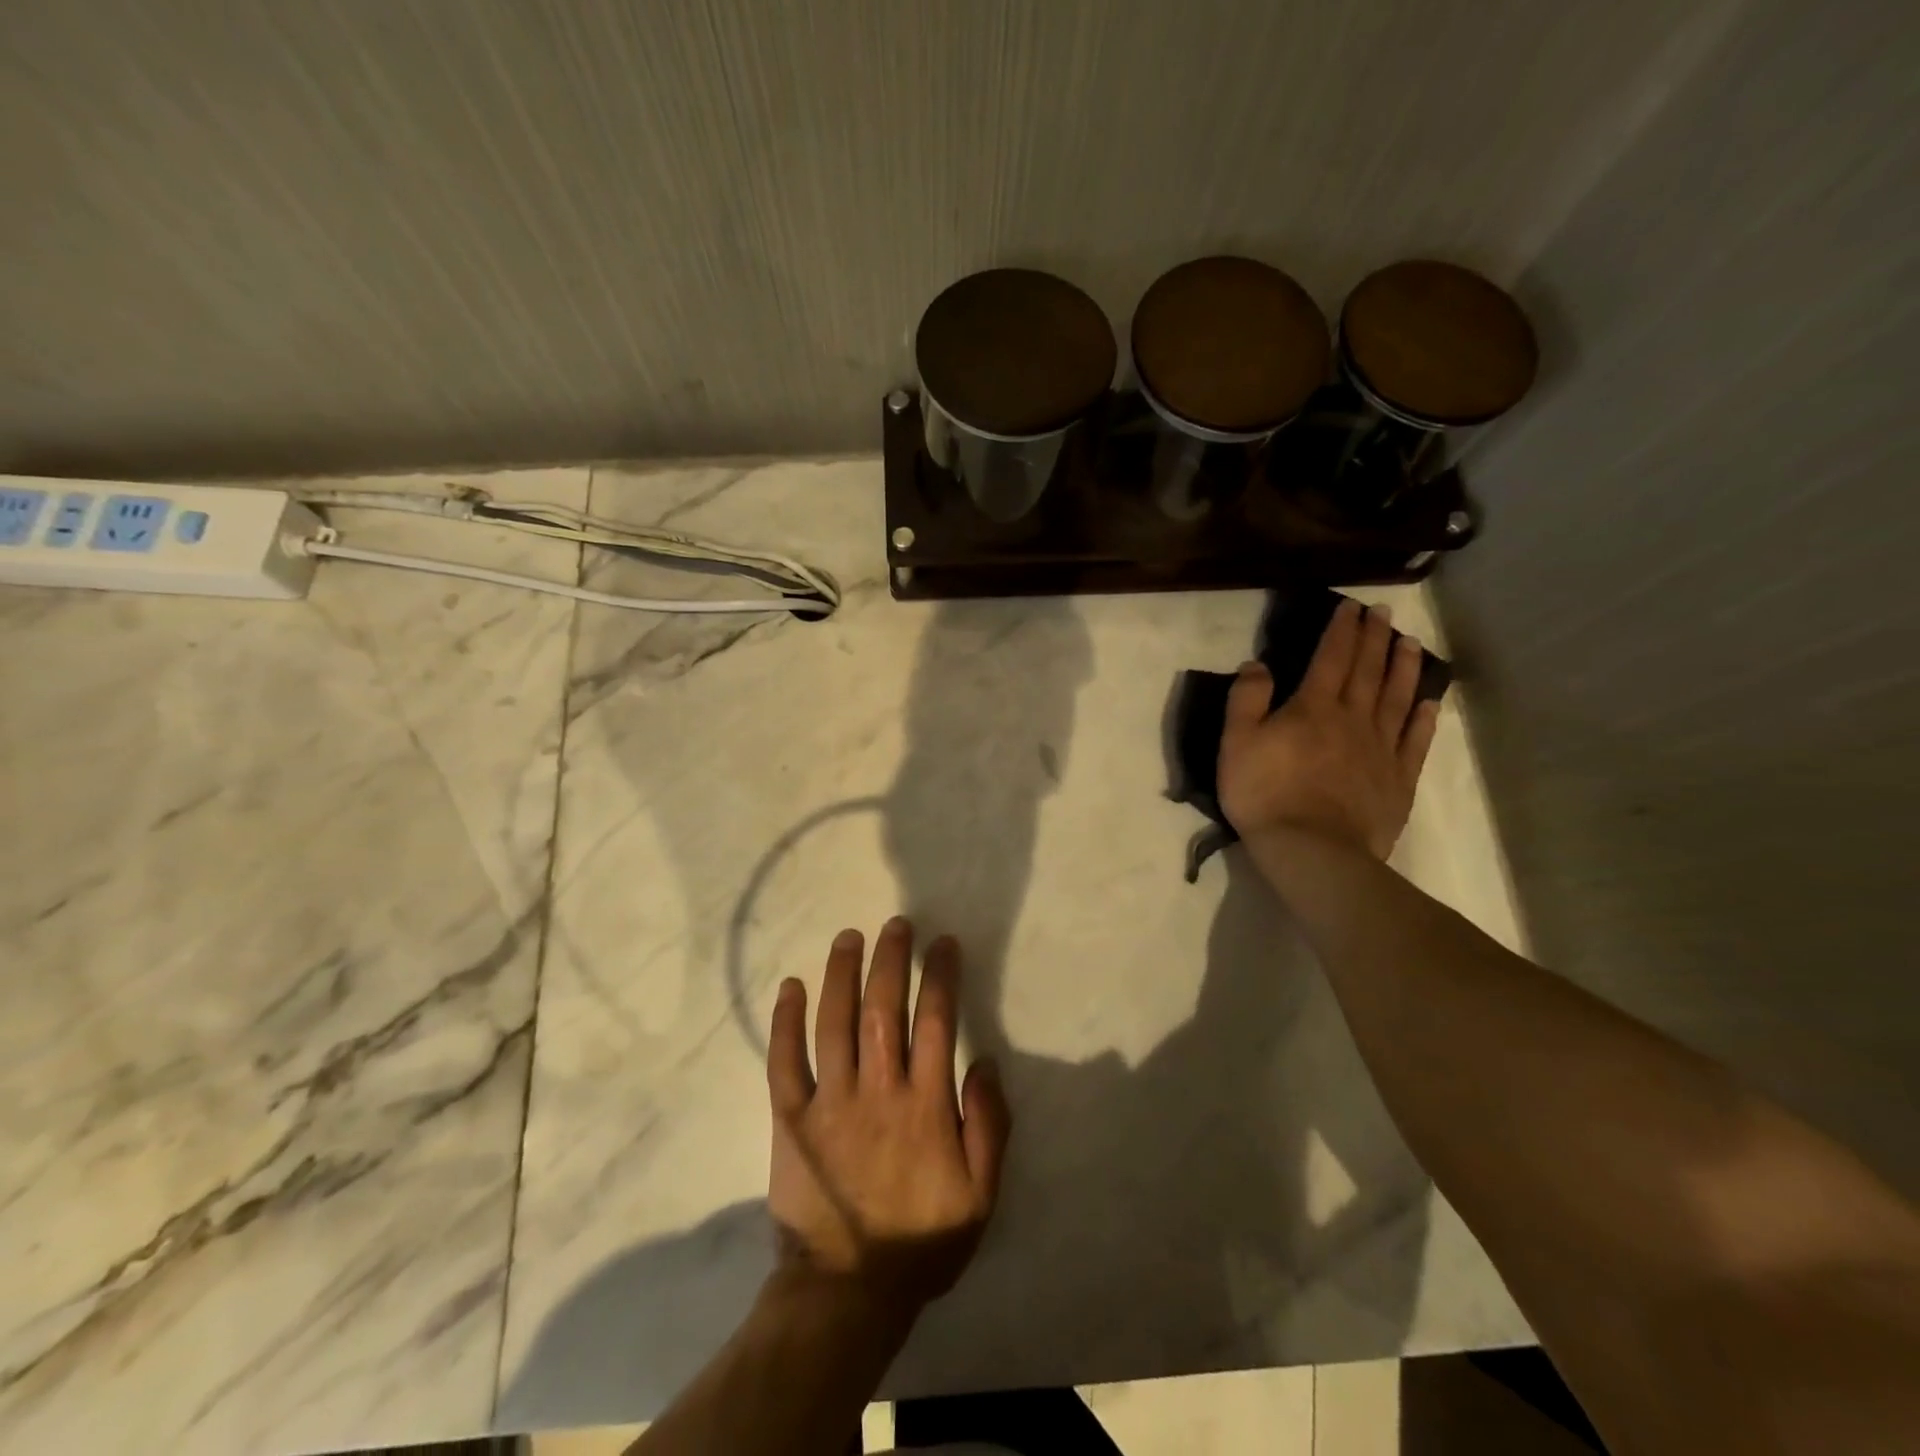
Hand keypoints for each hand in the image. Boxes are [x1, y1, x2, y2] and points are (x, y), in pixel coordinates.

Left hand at [766, 918, 1011, 1318]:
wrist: (848, 1291)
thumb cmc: (922, 1240)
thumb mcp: (981, 1194)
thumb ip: (989, 1125)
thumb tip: (985, 1061)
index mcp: (925, 1105)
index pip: (936, 1021)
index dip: (940, 975)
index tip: (943, 943)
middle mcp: (878, 1090)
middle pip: (883, 1008)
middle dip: (891, 959)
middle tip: (895, 923)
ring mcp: (830, 1102)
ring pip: (834, 1023)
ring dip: (841, 974)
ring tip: (848, 937)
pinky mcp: (791, 1119)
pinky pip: (785, 1062)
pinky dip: (786, 1022)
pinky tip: (790, 987)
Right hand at [1218, 597, 1440, 860]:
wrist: (1311, 849)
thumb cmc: (1265, 794)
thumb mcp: (1236, 743)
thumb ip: (1247, 699)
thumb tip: (1257, 664)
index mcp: (1313, 707)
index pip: (1331, 658)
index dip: (1341, 630)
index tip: (1351, 606)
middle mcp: (1353, 718)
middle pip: (1368, 670)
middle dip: (1374, 638)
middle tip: (1383, 613)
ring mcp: (1381, 748)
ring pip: (1398, 698)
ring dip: (1405, 667)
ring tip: (1411, 643)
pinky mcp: (1398, 778)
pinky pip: (1415, 741)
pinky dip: (1423, 718)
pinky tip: (1429, 703)